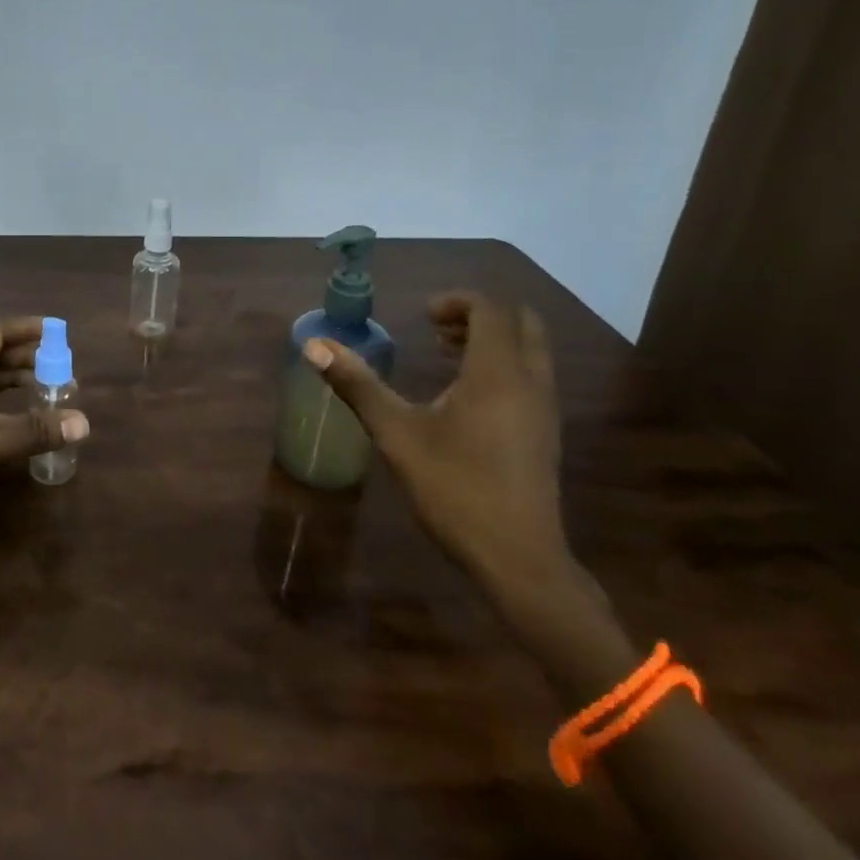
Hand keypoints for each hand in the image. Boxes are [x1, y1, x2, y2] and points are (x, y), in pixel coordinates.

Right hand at [302, 292, 573, 602]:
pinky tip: (464, 395)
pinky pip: (530, 375)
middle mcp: (530, 381)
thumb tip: (314, 345)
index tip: (421, 317)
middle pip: (521, 321)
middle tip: (436, 329)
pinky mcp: (546, 431)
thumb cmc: (455, 489)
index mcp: (497, 373)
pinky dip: (502, 364)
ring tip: (445, 354)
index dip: (456, 301)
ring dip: (491, 339)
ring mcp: (545, 408)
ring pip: (529, 349)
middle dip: (478, 314)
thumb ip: (357, 385)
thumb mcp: (396, 434)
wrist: (519, 558)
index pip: (491, 308)